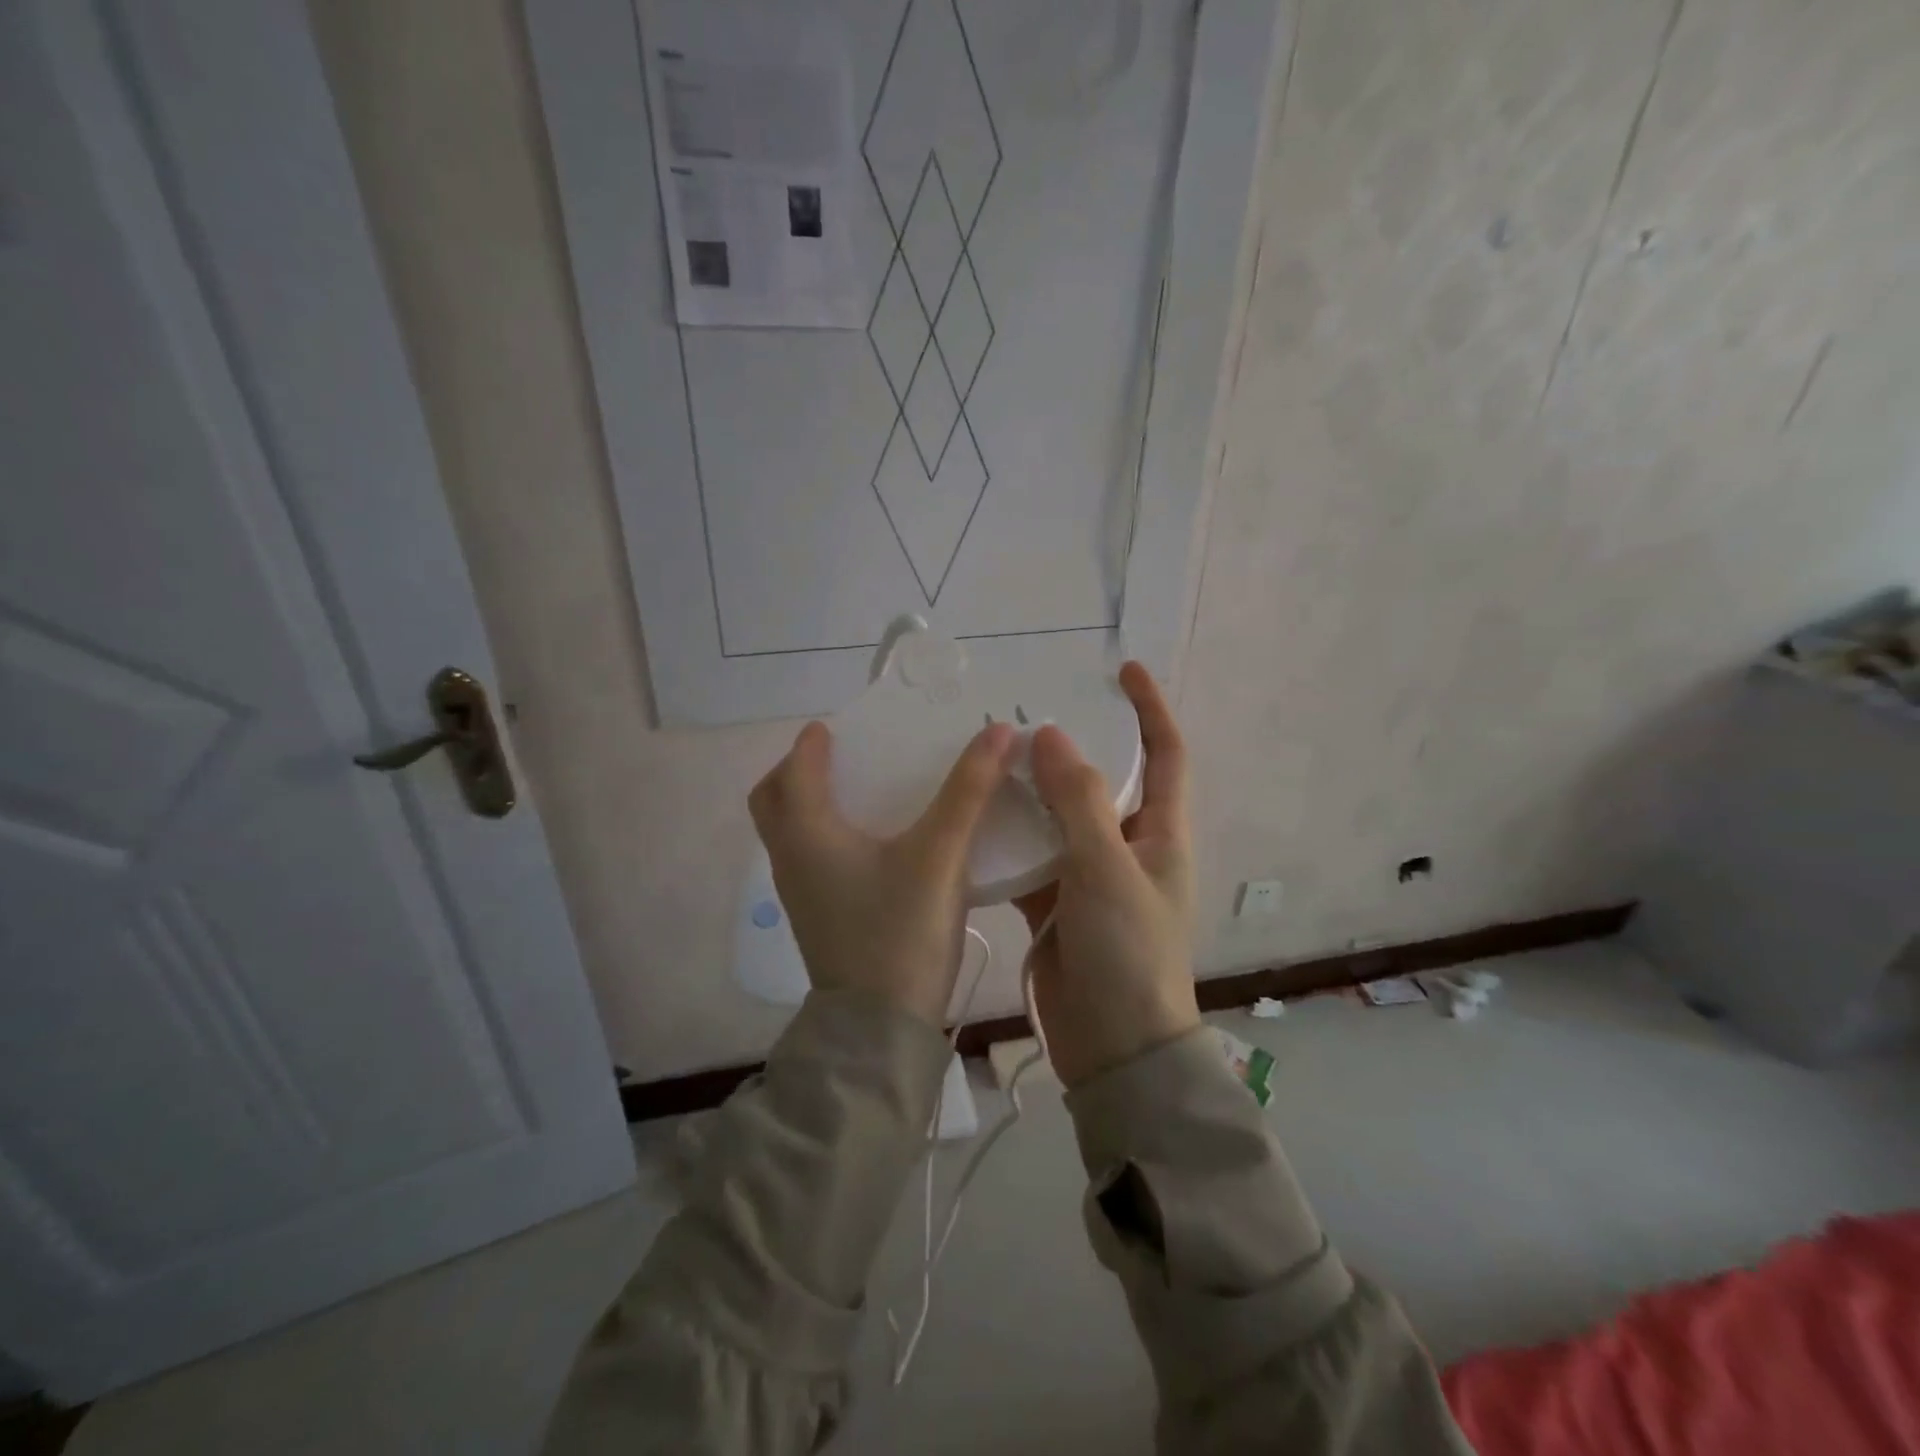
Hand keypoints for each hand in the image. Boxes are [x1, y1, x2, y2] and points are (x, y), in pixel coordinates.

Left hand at [749, 719, 1018, 1026]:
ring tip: (858, 792)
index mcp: (807, 833)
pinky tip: (871, 844)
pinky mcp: (817, 918)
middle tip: (839, 758)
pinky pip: (807, 858)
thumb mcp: (940, 854)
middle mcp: (792, 859)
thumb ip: (970, 790)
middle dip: (796, 772)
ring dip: (808, 804)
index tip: (837, 727)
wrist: (880, 1029)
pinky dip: (824, 835)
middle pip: (773, 801)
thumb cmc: (901, 931)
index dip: (813, 744)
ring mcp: (800, 894)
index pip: (796, 770)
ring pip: (788, 833)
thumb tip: (1001, 731)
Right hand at [1014, 661, 1198, 1085]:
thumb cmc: (1128, 954)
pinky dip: (1007, 838)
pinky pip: (1029, 856)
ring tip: (989, 757)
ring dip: (1031, 791)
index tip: (1123, 669)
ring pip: (1058, 818)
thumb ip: (1079, 802)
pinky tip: (972, 817)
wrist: (1114, 1049)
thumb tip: (1052, 736)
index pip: (1166, 754)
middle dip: (1071, 747)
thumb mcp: (1108, 870)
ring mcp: (1088, 876)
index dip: (1150, 708)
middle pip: (1101, 781)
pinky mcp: (1053, 904)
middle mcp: (1127, 848)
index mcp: (1160, 834)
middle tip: (1024, 716)